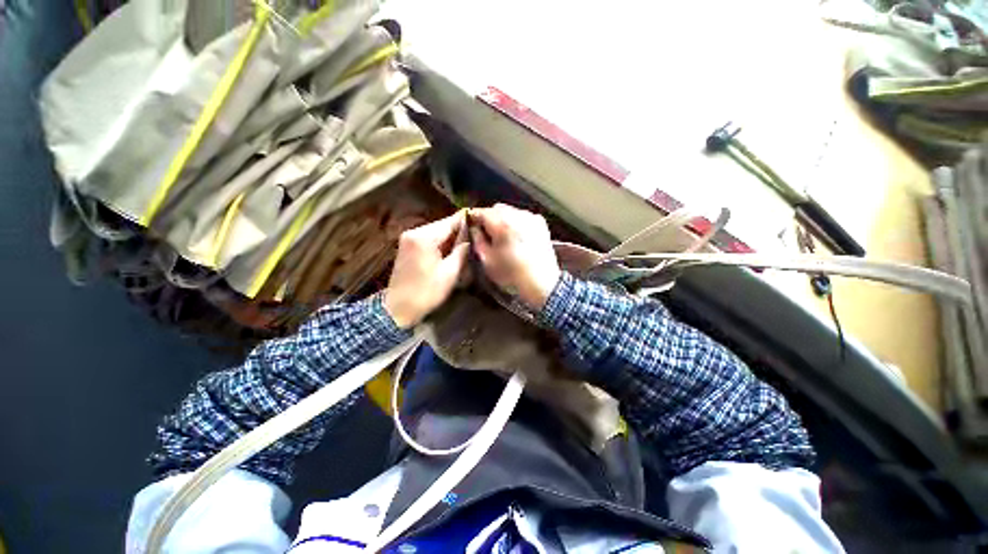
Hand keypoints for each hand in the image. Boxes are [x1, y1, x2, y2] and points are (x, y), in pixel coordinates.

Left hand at [384, 211, 469, 327]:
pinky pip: (428, 238)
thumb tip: (471, 238)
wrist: (398, 308)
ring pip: (436, 232)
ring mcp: (408, 238)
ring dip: (451, 236)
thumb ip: (462, 251)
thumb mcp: (450, 273)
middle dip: (460, 229)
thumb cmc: (427, 292)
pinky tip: (452, 248)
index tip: (481, 218)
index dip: (466, 219)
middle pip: (442, 225)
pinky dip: (441, 242)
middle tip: (478, 233)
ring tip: (468, 240)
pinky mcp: (407, 246)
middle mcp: (414, 232)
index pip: (450, 221)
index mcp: (424, 237)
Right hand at [469, 204, 561, 310]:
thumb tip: (474, 228)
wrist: (542, 282)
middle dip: (489, 217)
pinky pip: (523, 217)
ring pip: (511, 211)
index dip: (473, 217)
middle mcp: (517, 215)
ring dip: (504, 219)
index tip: (470, 225)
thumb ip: (477, 240)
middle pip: (497, 208)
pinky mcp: (541, 223)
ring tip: (503, 236)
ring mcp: (531, 217)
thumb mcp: (487, 260)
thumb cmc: (511, 274)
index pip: (481, 211)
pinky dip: (517, 222)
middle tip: (487, 233)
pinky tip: (517, 236)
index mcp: (501, 223)